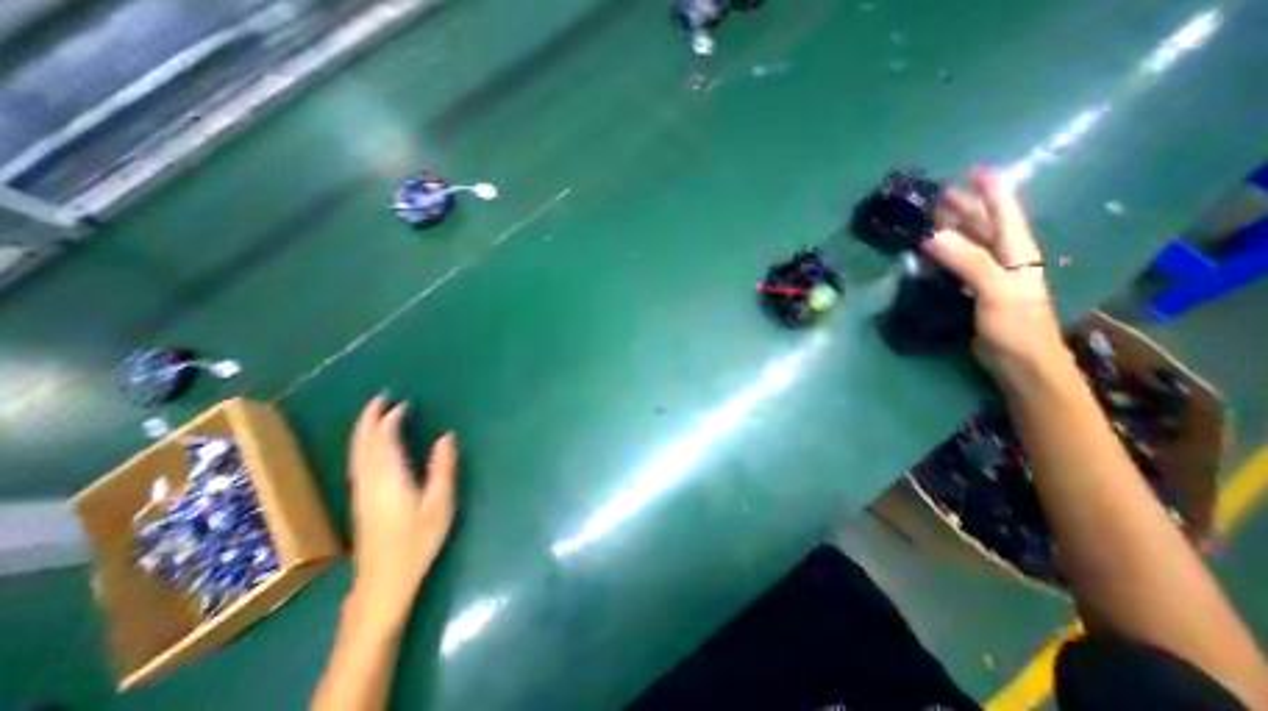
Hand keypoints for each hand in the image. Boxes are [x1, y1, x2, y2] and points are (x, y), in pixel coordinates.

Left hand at [345, 394, 459, 632]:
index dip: (390, 420)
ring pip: (356, 453)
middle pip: (363, 443)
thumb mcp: (440, 504)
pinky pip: (358, 462)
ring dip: (364, 430)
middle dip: (370, 419)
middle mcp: (369, 481)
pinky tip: (371, 445)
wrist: (383, 583)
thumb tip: (446, 436)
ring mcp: (360, 492)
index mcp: (389, 479)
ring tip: (375, 414)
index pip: (384, 440)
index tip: (403, 404)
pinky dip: (363, 445)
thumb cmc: (417, 542)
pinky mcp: (360, 501)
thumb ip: (443, 468)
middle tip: (381, 398)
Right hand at [930, 166, 1061, 377]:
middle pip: (984, 224)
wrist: (1019, 362)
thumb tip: (931, 235)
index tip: (973, 169)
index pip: (1004, 212)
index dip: (991, 189)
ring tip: (928, 217)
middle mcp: (1004, 258)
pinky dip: (942, 253)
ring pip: (969, 243)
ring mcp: (989, 275)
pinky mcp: (973, 291)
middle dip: (964, 206)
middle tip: (935, 194)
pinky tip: (927, 252)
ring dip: (951, 228)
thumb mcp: (996, 290)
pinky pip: (956, 263)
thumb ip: (967, 261)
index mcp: (1016, 251)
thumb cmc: (1015, 326)